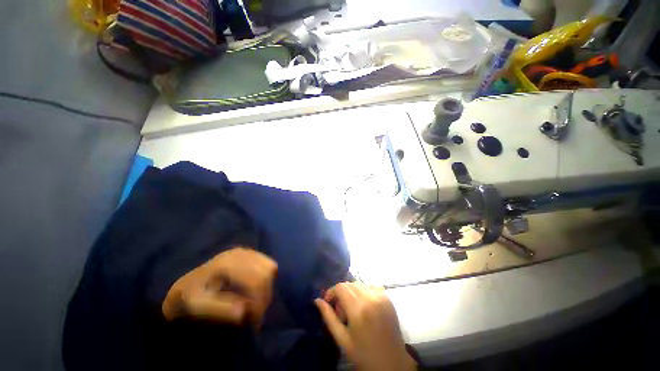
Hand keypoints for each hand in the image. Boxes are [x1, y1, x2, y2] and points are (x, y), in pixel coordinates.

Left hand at [162, 247, 276, 326]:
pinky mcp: (249, 253)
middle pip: (266, 271)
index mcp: (226, 264)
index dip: (260, 300)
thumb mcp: (198, 307)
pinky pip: (267, 263)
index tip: (255, 320)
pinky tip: (256, 290)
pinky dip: (266, 279)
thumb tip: (244, 312)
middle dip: (265, 294)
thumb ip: (220, 309)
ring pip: (270, 267)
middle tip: (256, 314)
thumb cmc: (189, 297)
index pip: (256, 279)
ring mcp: (246, 251)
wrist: (185, 285)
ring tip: (257, 303)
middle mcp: (240, 253)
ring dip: (268, 287)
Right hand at [315, 282, 416, 370]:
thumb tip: (317, 300)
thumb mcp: (342, 339)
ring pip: (359, 283)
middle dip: (341, 293)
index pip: (340, 287)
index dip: (331, 291)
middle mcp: (370, 298)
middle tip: (341, 311)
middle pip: (349, 284)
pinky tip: (363, 304)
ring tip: (352, 308)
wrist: (392, 363)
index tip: (328, 302)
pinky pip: (370, 285)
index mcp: (358, 310)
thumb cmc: (364, 355)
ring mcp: (381, 296)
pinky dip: (363, 290)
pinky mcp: (387, 297)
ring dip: (351, 292)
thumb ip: (328, 317)